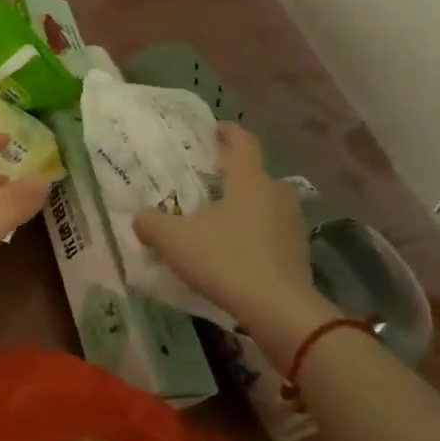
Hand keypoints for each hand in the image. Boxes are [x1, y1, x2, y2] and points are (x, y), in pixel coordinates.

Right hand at [132, 123, 337, 371]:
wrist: (280, 311)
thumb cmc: (226, 260)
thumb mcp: (174, 241)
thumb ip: (151, 224)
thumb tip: (140, 218)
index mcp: (249, 180)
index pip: (243, 142)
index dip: (228, 132)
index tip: (214, 129)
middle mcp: (276, 194)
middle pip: (256, 174)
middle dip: (233, 175)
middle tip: (207, 181)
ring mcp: (292, 224)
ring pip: (265, 204)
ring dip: (245, 206)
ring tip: (218, 219)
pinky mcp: (299, 253)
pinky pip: (272, 232)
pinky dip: (254, 234)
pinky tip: (234, 251)